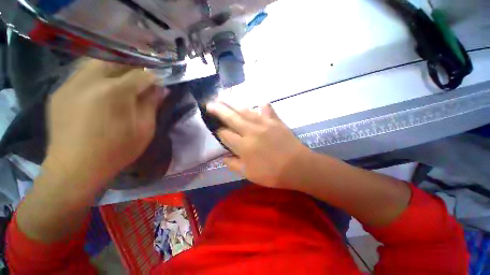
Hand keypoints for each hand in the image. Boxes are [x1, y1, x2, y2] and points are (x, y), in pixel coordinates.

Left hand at [44, 60, 163, 187]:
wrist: (74, 169)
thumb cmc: (116, 151)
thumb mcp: (144, 130)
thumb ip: (152, 105)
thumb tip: (161, 89)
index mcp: (115, 92)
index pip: (141, 74)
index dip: (153, 77)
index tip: (159, 83)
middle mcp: (90, 80)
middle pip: (116, 60)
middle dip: (132, 67)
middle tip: (141, 78)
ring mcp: (70, 84)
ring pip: (95, 62)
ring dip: (113, 68)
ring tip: (122, 80)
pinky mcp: (59, 91)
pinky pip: (81, 74)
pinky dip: (96, 76)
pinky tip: (101, 90)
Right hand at [206, 102, 309, 187]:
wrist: (297, 167)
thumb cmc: (272, 173)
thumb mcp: (249, 174)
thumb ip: (234, 165)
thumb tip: (223, 158)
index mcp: (243, 146)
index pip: (225, 134)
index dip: (218, 131)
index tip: (215, 128)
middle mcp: (251, 131)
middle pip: (231, 118)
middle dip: (218, 110)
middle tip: (209, 103)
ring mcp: (264, 123)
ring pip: (245, 110)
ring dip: (233, 103)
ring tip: (224, 97)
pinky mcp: (275, 121)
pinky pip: (267, 110)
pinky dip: (263, 106)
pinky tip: (259, 103)